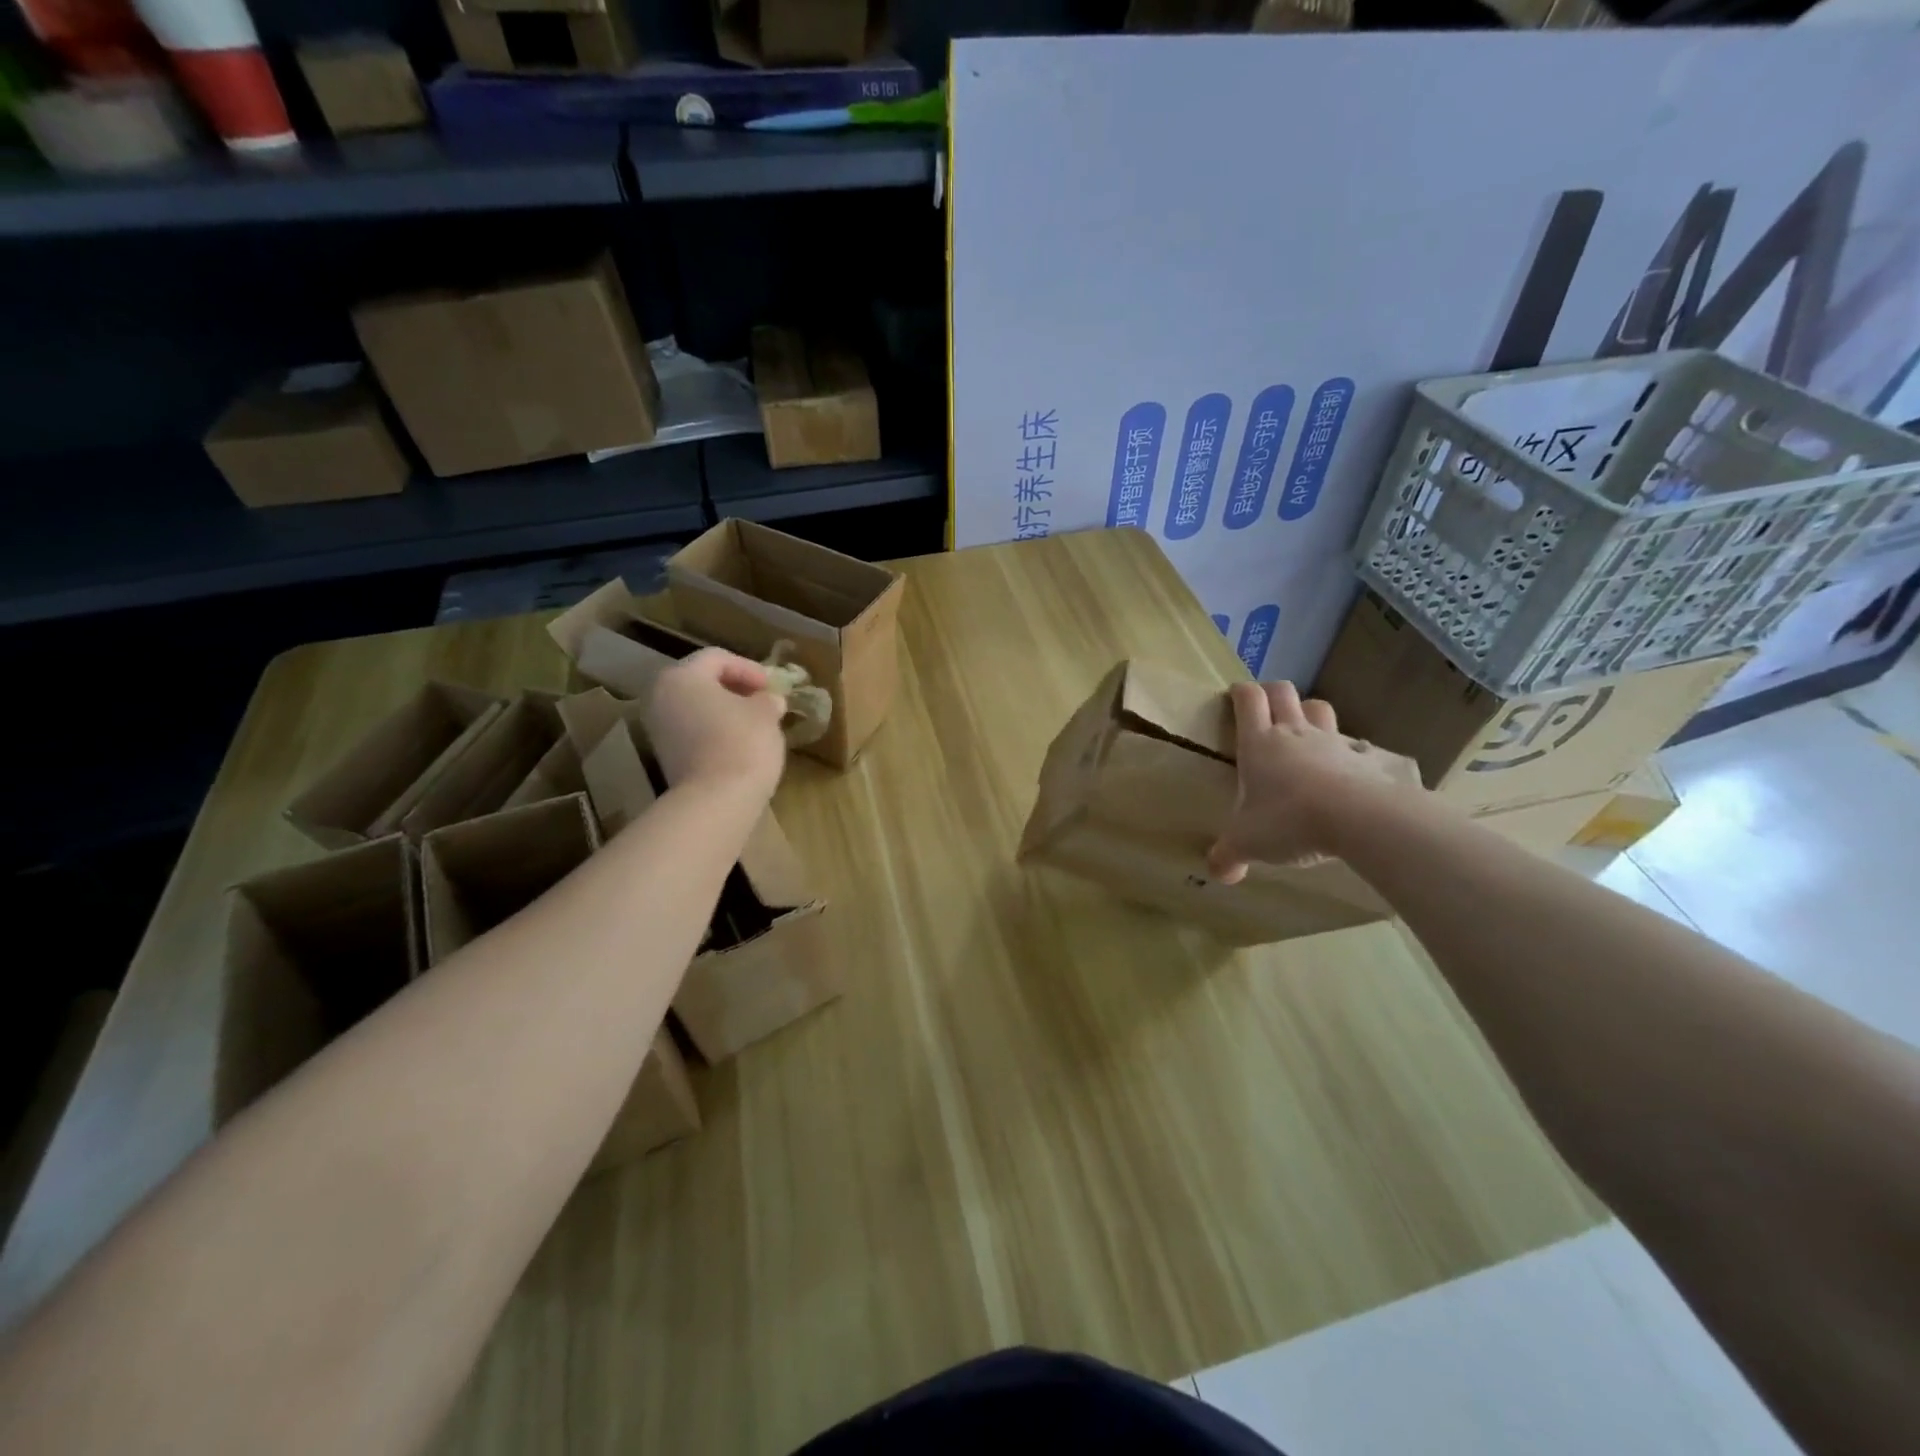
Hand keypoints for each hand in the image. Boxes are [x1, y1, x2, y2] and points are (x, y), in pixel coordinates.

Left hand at [643, 648, 788, 803]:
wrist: (716, 800)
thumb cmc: (742, 744)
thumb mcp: (765, 714)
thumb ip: (767, 700)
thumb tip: (769, 700)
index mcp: (682, 677)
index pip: (717, 658)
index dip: (749, 668)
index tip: (771, 687)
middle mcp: (661, 697)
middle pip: (700, 681)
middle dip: (734, 688)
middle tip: (762, 700)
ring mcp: (658, 728)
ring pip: (695, 707)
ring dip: (724, 710)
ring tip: (754, 723)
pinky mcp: (664, 755)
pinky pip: (692, 730)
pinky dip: (714, 730)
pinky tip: (738, 744)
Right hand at [1207, 680, 1420, 882]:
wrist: (1357, 819)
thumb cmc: (1288, 820)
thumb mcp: (1247, 843)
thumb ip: (1228, 856)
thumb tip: (1217, 874)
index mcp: (1258, 743)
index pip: (1248, 699)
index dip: (1240, 692)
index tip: (1234, 696)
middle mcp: (1293, 733)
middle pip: (1283, 692)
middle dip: (1272, 693)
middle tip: (1265, 707)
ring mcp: (1332, 742)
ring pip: (1319, 708)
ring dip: (1309, 712)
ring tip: (1303, 730)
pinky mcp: (1364, 759)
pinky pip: (1355, 746)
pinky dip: (1348, 751)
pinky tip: (1345, 770)